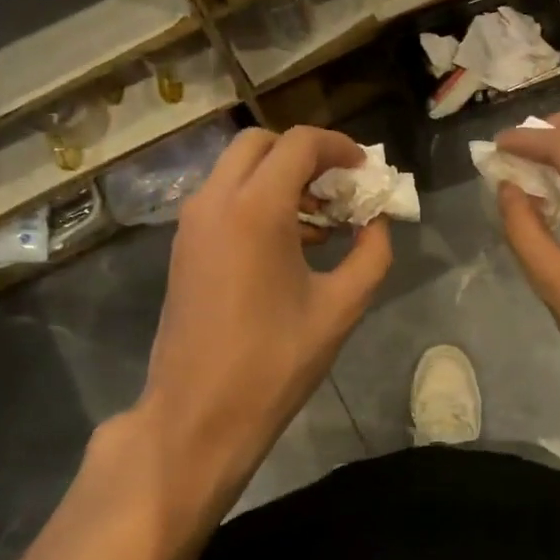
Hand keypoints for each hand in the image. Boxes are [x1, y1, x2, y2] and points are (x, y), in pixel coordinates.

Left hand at [131, 126, 391, 513]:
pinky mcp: (183, 246)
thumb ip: (371, 253)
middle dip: (304, 155)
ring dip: (279, 177)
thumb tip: (377, 221)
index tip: (364, 169)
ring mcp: (192, 223)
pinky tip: (288, 243)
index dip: (338, 146)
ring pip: (237, 169)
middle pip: (261, 143)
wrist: (196, 416)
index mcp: (256, 209)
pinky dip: (255, 198)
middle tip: (339, 187)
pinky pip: (222, 198)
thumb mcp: (340, 308)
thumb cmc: (273, 363)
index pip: (299, 144)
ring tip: (320, 219)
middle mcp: (216, 201)